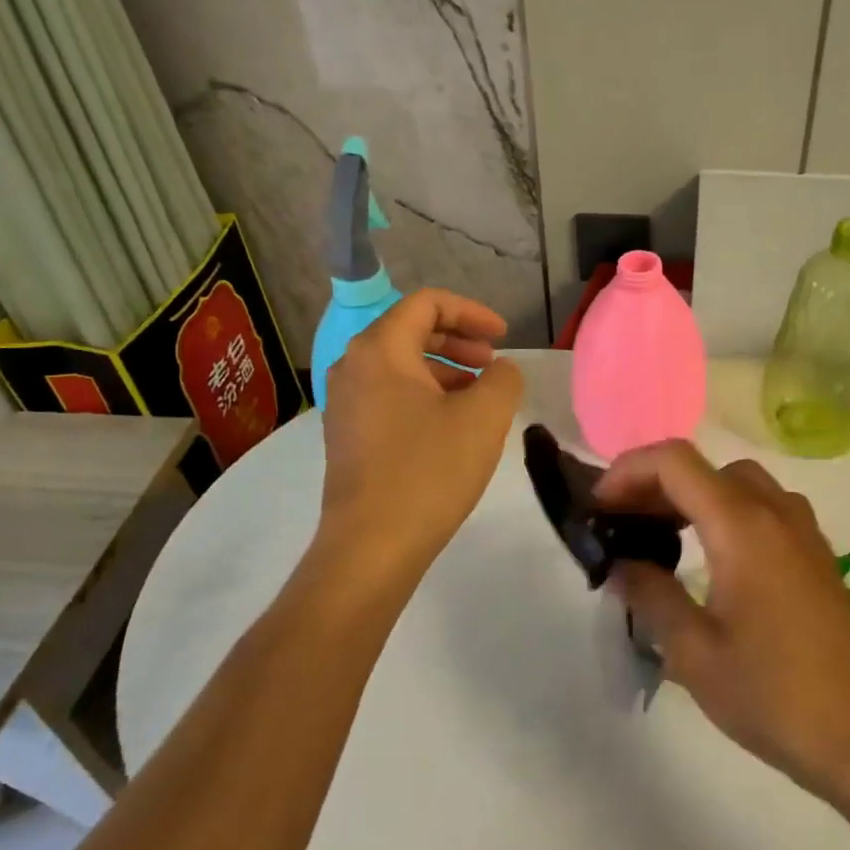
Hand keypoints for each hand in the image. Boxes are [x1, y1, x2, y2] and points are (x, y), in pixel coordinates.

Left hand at [318, 289, 523, 564]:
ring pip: (401, 366)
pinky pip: (391, 396)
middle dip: (459, 340)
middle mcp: (353, 367)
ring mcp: (345, 404)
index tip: (504, 337)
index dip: (472, 312)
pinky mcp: (349, 437)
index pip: (426, 304)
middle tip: (493, 363)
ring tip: (480, 399)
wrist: (372, 545)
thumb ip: (503, 378)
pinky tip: (453, 427)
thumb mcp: (484, 417)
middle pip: (410, 331)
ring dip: (445, 371)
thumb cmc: (429, 470)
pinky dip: (426, 396)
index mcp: (380, 350)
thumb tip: (500, 371)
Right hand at [594, 441, 849, 790]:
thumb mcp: (694, 652)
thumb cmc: (773, 694)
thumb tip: (621, 566)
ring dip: (695, 496)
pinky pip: (765, 508)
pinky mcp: (817, 555)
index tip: (599, 508)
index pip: (675, 463)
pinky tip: (713, 560)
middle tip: (623, 525)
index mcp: (742, 526)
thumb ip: (651, 596)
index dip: (628, 471)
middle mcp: (776, 512)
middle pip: (707, 468)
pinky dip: (727, 512)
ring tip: (661, 538)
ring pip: (739, 484)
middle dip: (656, 484)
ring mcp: (803, 532)